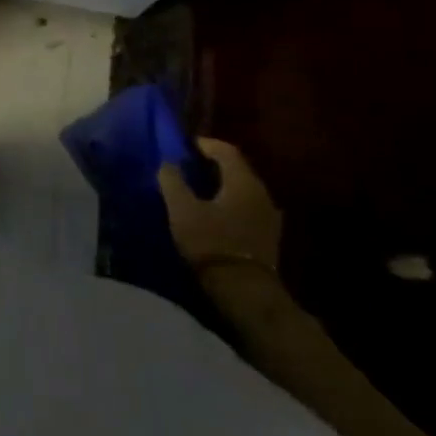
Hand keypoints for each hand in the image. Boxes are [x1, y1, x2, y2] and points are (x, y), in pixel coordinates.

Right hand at [157, 137, 281, 273]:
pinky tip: (214, 212)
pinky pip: (246, 208)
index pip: (227, 151)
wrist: (245, 292)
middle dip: (213, 165)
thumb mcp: (182, 209)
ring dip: (222, 186)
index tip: (185, 145)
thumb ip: (172, 181)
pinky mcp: (268, 237)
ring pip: (243, 190)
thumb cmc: (212, 243)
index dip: (205, 144)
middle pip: (237, 170)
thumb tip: (168, 163)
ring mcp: (268, 217)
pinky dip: (230, 203)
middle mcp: (261, 194)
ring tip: (198, 189)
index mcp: (243, 182)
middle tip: (188, 165)